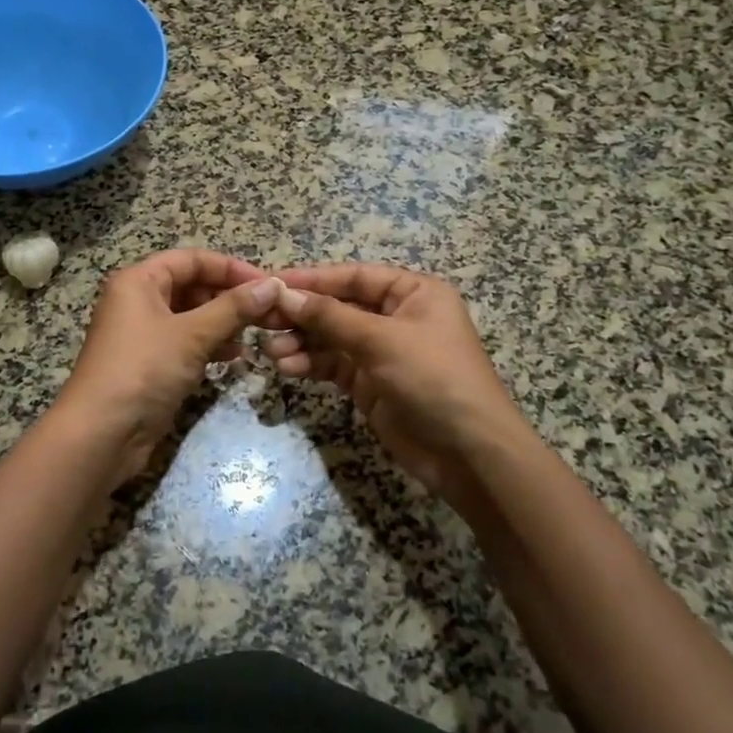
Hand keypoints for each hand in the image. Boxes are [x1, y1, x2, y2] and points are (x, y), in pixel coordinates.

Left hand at [58, 250, 283, 483]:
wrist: (101, 435)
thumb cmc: (143, 370)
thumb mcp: (192, 335)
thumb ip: (234, 308)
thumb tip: (273, 285)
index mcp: (138, 281)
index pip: (192, 260)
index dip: (230, 268)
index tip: (267, 284)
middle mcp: (137, 300)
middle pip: (191, 285)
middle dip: (229, 297)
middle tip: (266, 311)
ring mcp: (142, 334)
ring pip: (191, 316)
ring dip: (223, 322)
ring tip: (255, 334)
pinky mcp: (149, 363)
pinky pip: (185, 342)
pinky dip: (210, 345)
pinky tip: (235, 357)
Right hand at [263, 264, 531, 508]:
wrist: (469, 455)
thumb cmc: (434, 379)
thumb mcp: (382, 341)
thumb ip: (331, 317)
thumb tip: (285, 294)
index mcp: (413, 292)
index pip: (353, 277)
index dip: (312, 279)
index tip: (271, 283)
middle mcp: (397, 316)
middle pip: (338, 306)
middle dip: (302, 314)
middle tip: (262, 319)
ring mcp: (383, 352)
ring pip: (331, 338)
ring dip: (302, 343)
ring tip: (272, 352)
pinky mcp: (371, 383)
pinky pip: (334, 365)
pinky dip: (311, 365)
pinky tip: (288, 368)